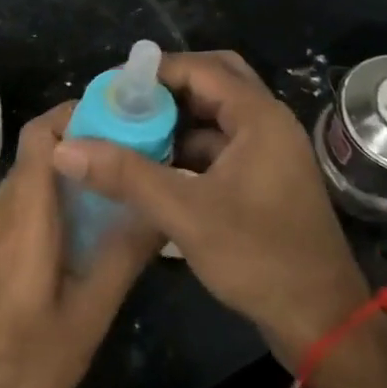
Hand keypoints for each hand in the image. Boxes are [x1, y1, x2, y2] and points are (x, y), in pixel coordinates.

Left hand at [0, 103, 162, 387]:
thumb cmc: (22, 363)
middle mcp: (1, 210)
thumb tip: (160, 209)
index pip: (42, 134)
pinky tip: (90, 224)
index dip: (77, 112)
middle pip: (40, 149)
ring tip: (121, 180)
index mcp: (24, 214)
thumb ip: (124, 257)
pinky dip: (57, 194)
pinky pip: (25, 201)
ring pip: (33, 175)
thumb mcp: (87, 316)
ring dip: (72, 167)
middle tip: (136, 148)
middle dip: (86, 137)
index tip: (123, 114)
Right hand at [51, 51, 369, 369]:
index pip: (201, 69)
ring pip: (218, 116)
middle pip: (214, 82)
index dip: (156, 72)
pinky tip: (158, 170)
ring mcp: (271, 151)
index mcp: (259, 116)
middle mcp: (269, 122)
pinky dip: (192, 149)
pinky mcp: (267, 178)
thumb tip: (65, 147)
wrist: (321, 318)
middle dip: (169, 90)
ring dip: (179, 121)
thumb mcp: (186, 214)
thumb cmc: (259, 257)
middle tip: (127, 105)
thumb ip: (126, 176)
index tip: (113, 87)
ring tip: (132, 134)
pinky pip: (224, 145)